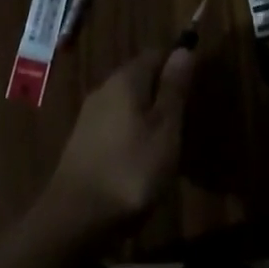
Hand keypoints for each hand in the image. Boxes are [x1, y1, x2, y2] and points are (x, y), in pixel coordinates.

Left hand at [37, 45, 196, 247]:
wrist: (74, 219)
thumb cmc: (130, 170)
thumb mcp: (165, 129)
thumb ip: (174, 89)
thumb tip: (183, 48)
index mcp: (126, 79)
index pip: (155, 54)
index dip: (176, 64)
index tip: (194, 86)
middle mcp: (105, 88)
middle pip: (139, 77)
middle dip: (160, 90)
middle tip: (183, 118)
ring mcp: (89, 115)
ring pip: (125, 102)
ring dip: (145, 114)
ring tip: (165, 141)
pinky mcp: (82, 142)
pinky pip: (113, 124)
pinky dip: (130, 132)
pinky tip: (138, 157)